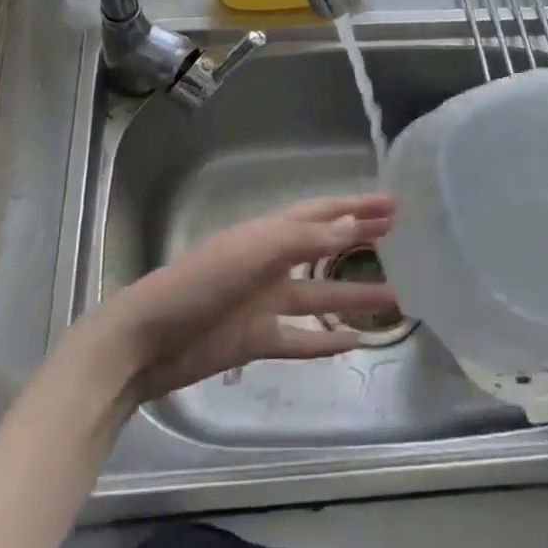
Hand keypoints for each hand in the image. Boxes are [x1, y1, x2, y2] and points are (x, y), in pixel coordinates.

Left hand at [71, 194, 397, 405]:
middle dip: (358, 242)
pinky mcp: (255, 339)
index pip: (320, 214)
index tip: (392, 205)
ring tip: (397, 299)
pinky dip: (324, 340)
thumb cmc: (197, 284)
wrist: (146, 341)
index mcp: (266, 234)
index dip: (355, 208)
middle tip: (401, 239)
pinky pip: (299, 338)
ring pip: (319, 296)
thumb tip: (352, 224)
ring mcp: (263, 303)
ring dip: (354, 297)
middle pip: (324, 249)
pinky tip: (353, 342)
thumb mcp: (252, 253)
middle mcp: (269, 264)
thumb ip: (303, 239)